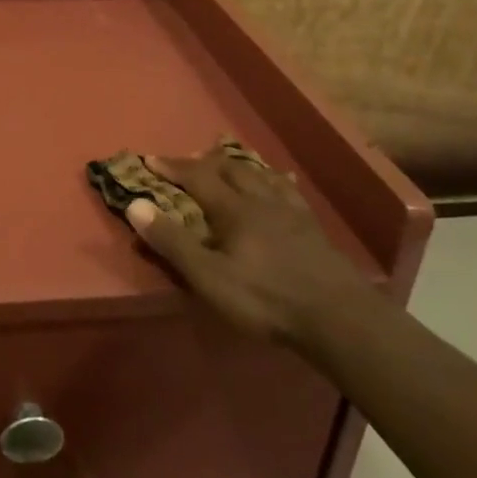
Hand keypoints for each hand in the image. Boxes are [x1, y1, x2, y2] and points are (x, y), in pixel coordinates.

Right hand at [123, 141, 366, 341]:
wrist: (341, 319)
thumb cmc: (267, 299)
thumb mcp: (209, 277)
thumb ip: (172, 242)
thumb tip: (135, 204)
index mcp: (234, 210)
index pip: (197, 177)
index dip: (172, 167)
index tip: (150, 159)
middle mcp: (262, 201)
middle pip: (231, 169)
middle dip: (205, 161)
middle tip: (189, 159)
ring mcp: (292, 213)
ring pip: (262, 175)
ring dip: (240, 165)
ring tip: (230, 160)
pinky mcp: (314, 229)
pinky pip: (290, 191)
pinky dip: (276, 180)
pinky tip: (281, 182)